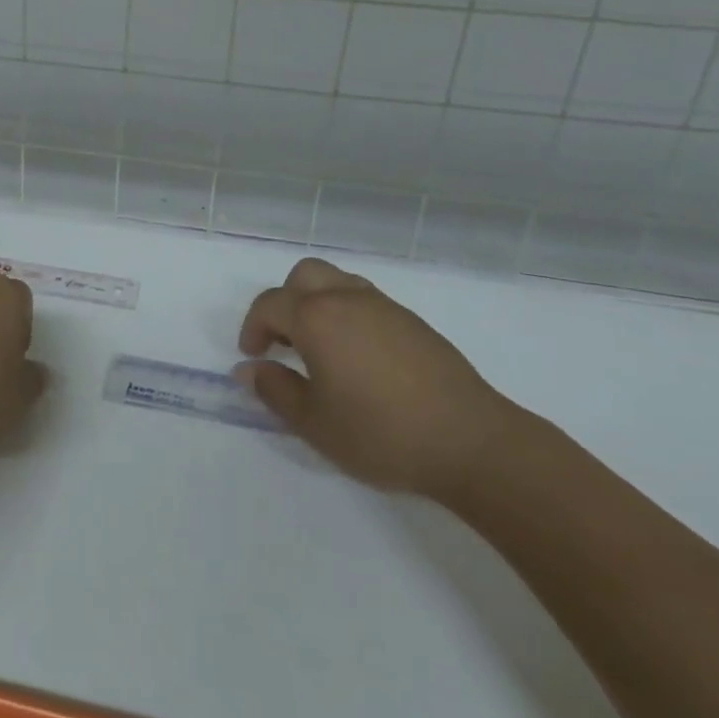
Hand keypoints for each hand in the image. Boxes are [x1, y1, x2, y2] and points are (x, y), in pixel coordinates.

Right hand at [236, 257, 516, 499]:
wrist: (470, 441)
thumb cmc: (382, 433)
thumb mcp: (316, 423)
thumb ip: (275, 391)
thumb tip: (248, 370)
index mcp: (316, 317)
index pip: (269, 305)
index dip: (253, 327)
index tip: (253, 356)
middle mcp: (345, 298)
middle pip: (303, 276)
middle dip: (285, 302)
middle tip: (284, 342)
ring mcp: (383, 305)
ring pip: (337, 282)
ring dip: (318, 303)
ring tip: (321, 346)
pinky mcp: (412, 321)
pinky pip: (366, 300)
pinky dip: (348, 313)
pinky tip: (360, 356)